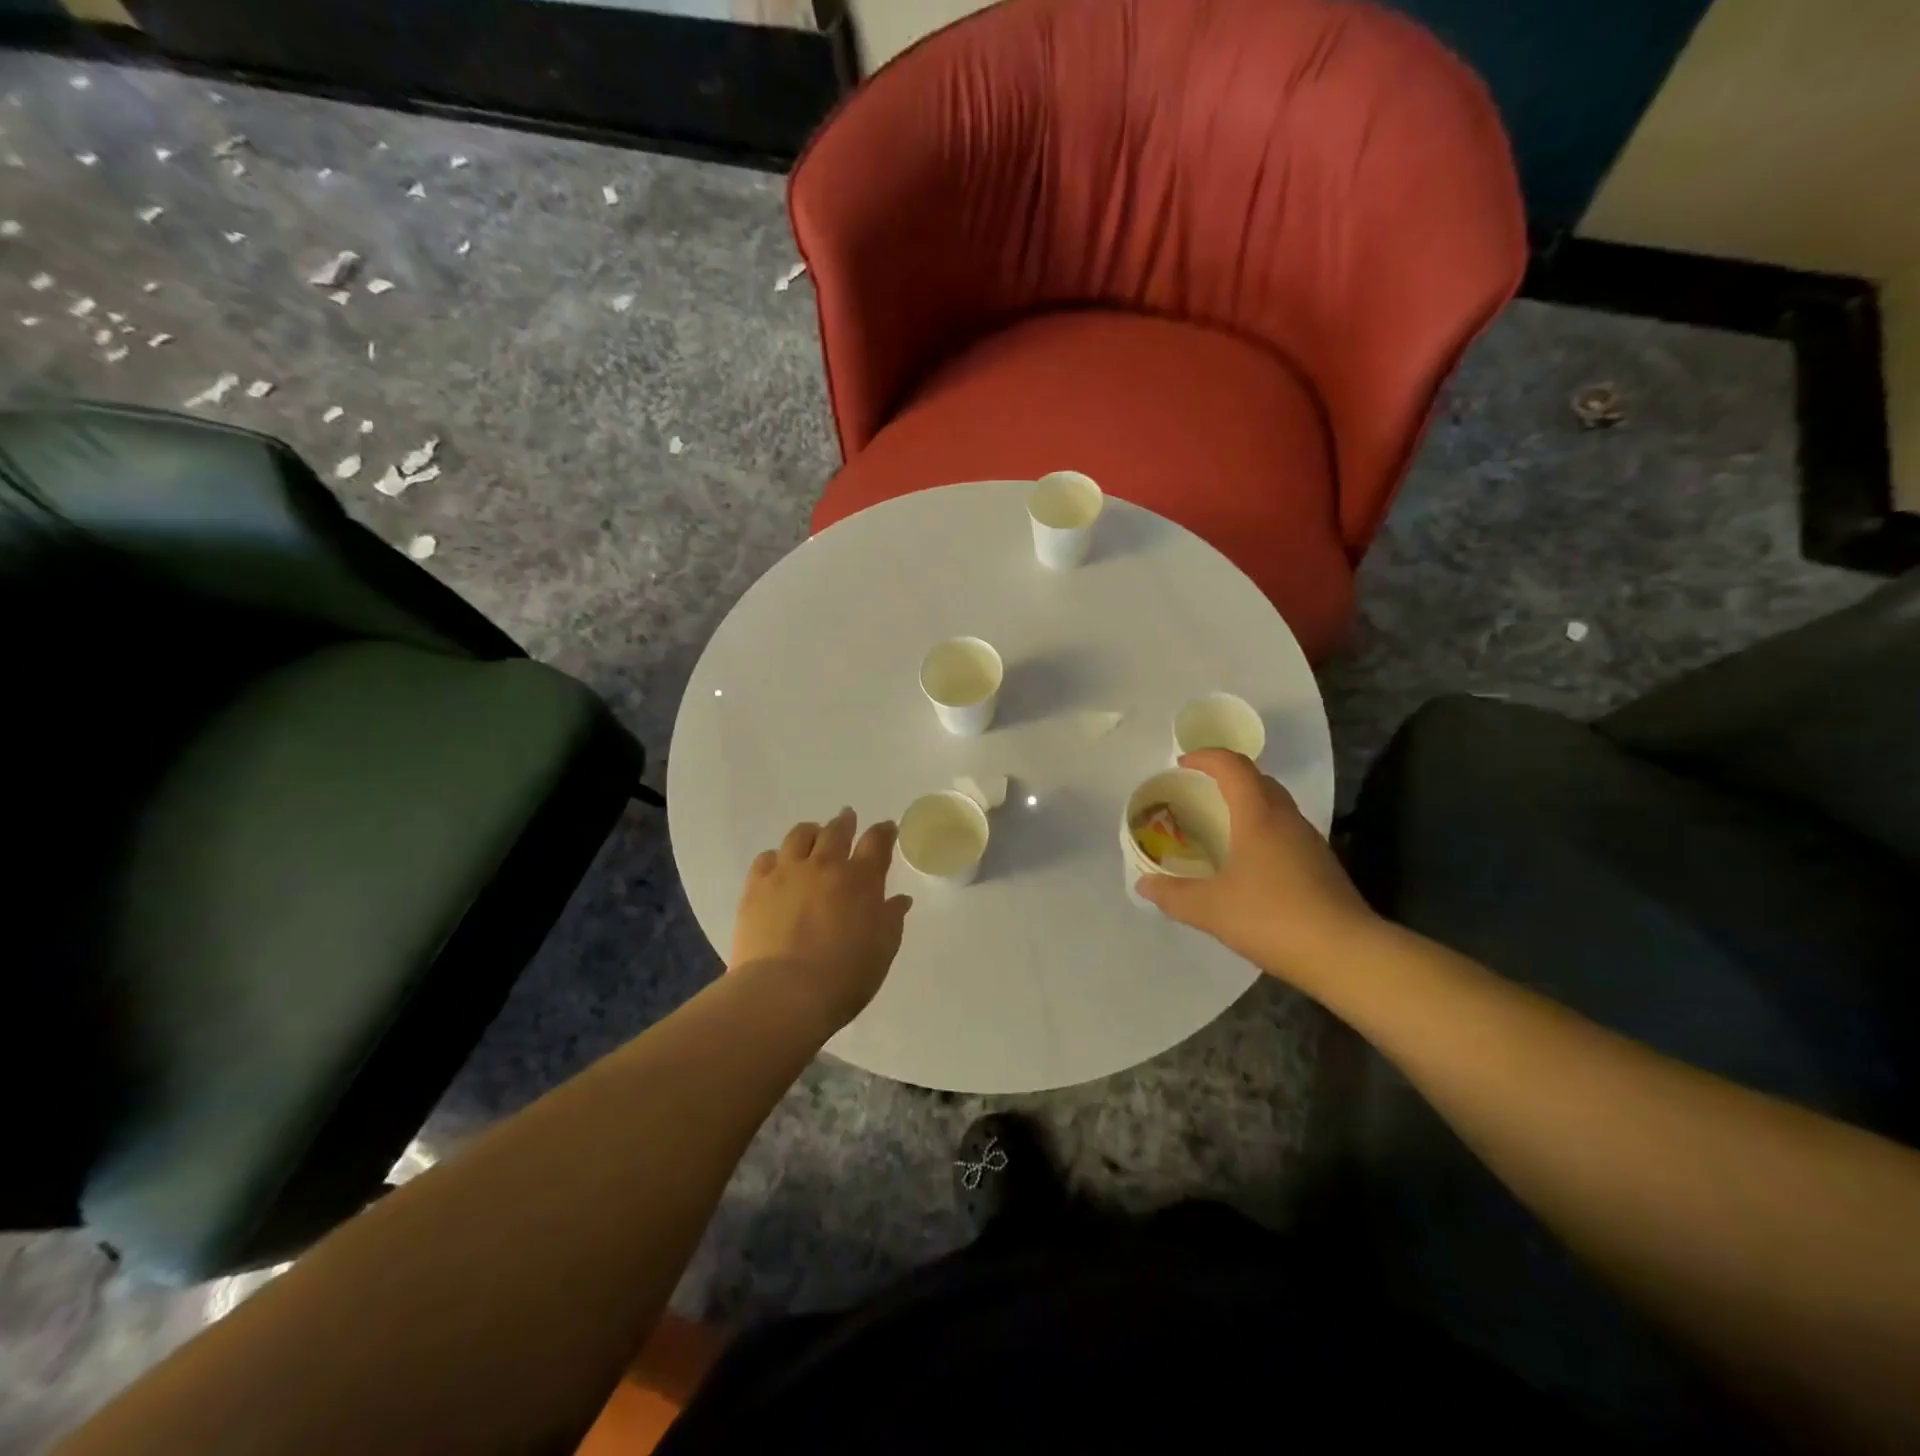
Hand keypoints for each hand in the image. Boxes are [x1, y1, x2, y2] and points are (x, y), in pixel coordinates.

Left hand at [731, 808, 912, 1031]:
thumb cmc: (844, 977)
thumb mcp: (881, 951)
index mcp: (861, 879)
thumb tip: (900, 900)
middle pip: (836, 830)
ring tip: (812, 836)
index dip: (884, 831)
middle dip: (845, 822)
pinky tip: (779, 866)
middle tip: (847, 819)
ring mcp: (787, 873)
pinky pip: (766, 858)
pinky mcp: (756, 886)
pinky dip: (777, 856)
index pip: (877, 842)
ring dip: (811, 832)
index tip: (887, 828)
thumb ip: (891, 920)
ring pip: (799, 836)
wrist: (783, 993)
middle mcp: (825, 865)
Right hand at [1136, 750, 1377, 990]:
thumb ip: (1172, 894)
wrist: (1346, 954)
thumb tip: (1143, 884)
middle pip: (1258, 780)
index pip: (1234, 766)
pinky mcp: (1321, 866)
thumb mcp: (1210, 909)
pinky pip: (1285, 832)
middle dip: (1227, 777)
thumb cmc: (1272, 917)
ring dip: (1247, 805)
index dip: (1206, 757)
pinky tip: (1248, 864)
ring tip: (1219, 827)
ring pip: (1275, 806)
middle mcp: (1287, 819)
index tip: (1182, 763)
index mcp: (1259, 815)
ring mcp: (1309, 842)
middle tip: (1198, 793)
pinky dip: (1262, 831)